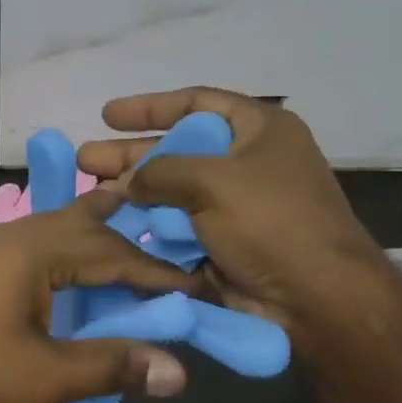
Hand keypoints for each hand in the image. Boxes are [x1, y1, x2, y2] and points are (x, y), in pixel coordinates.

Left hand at [0, 188, 199, 402]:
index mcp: (31, 248)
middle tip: (164, 250)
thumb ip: (110, 367)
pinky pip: (25, 248)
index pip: (111, 251)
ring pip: (49, 232)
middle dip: (124, 238)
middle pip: (79, 224)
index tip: (193, 288)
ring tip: (121, 251)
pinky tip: (58, 278)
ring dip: (88, 242)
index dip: (155, 272)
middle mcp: (6, 233)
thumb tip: (180, 371)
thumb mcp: (39, 378)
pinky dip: (58, 257)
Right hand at [78, 88, 386, 334]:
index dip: (150, 107)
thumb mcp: (213, 180)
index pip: (197, 103)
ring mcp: (235, 207)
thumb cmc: (271, 222)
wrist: (315, 299)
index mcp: (259, 130)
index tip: (108, 115)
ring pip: (172, 193)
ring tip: (89, 194)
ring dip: (133, 194)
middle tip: (86, 160)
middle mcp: (247, 163)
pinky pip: (178, 228)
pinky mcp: (223, 244)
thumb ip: (160, 171)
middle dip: (130, 156)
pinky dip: (149, 226)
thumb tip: (126, 182)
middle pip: (177, 150)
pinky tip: (112, 226)